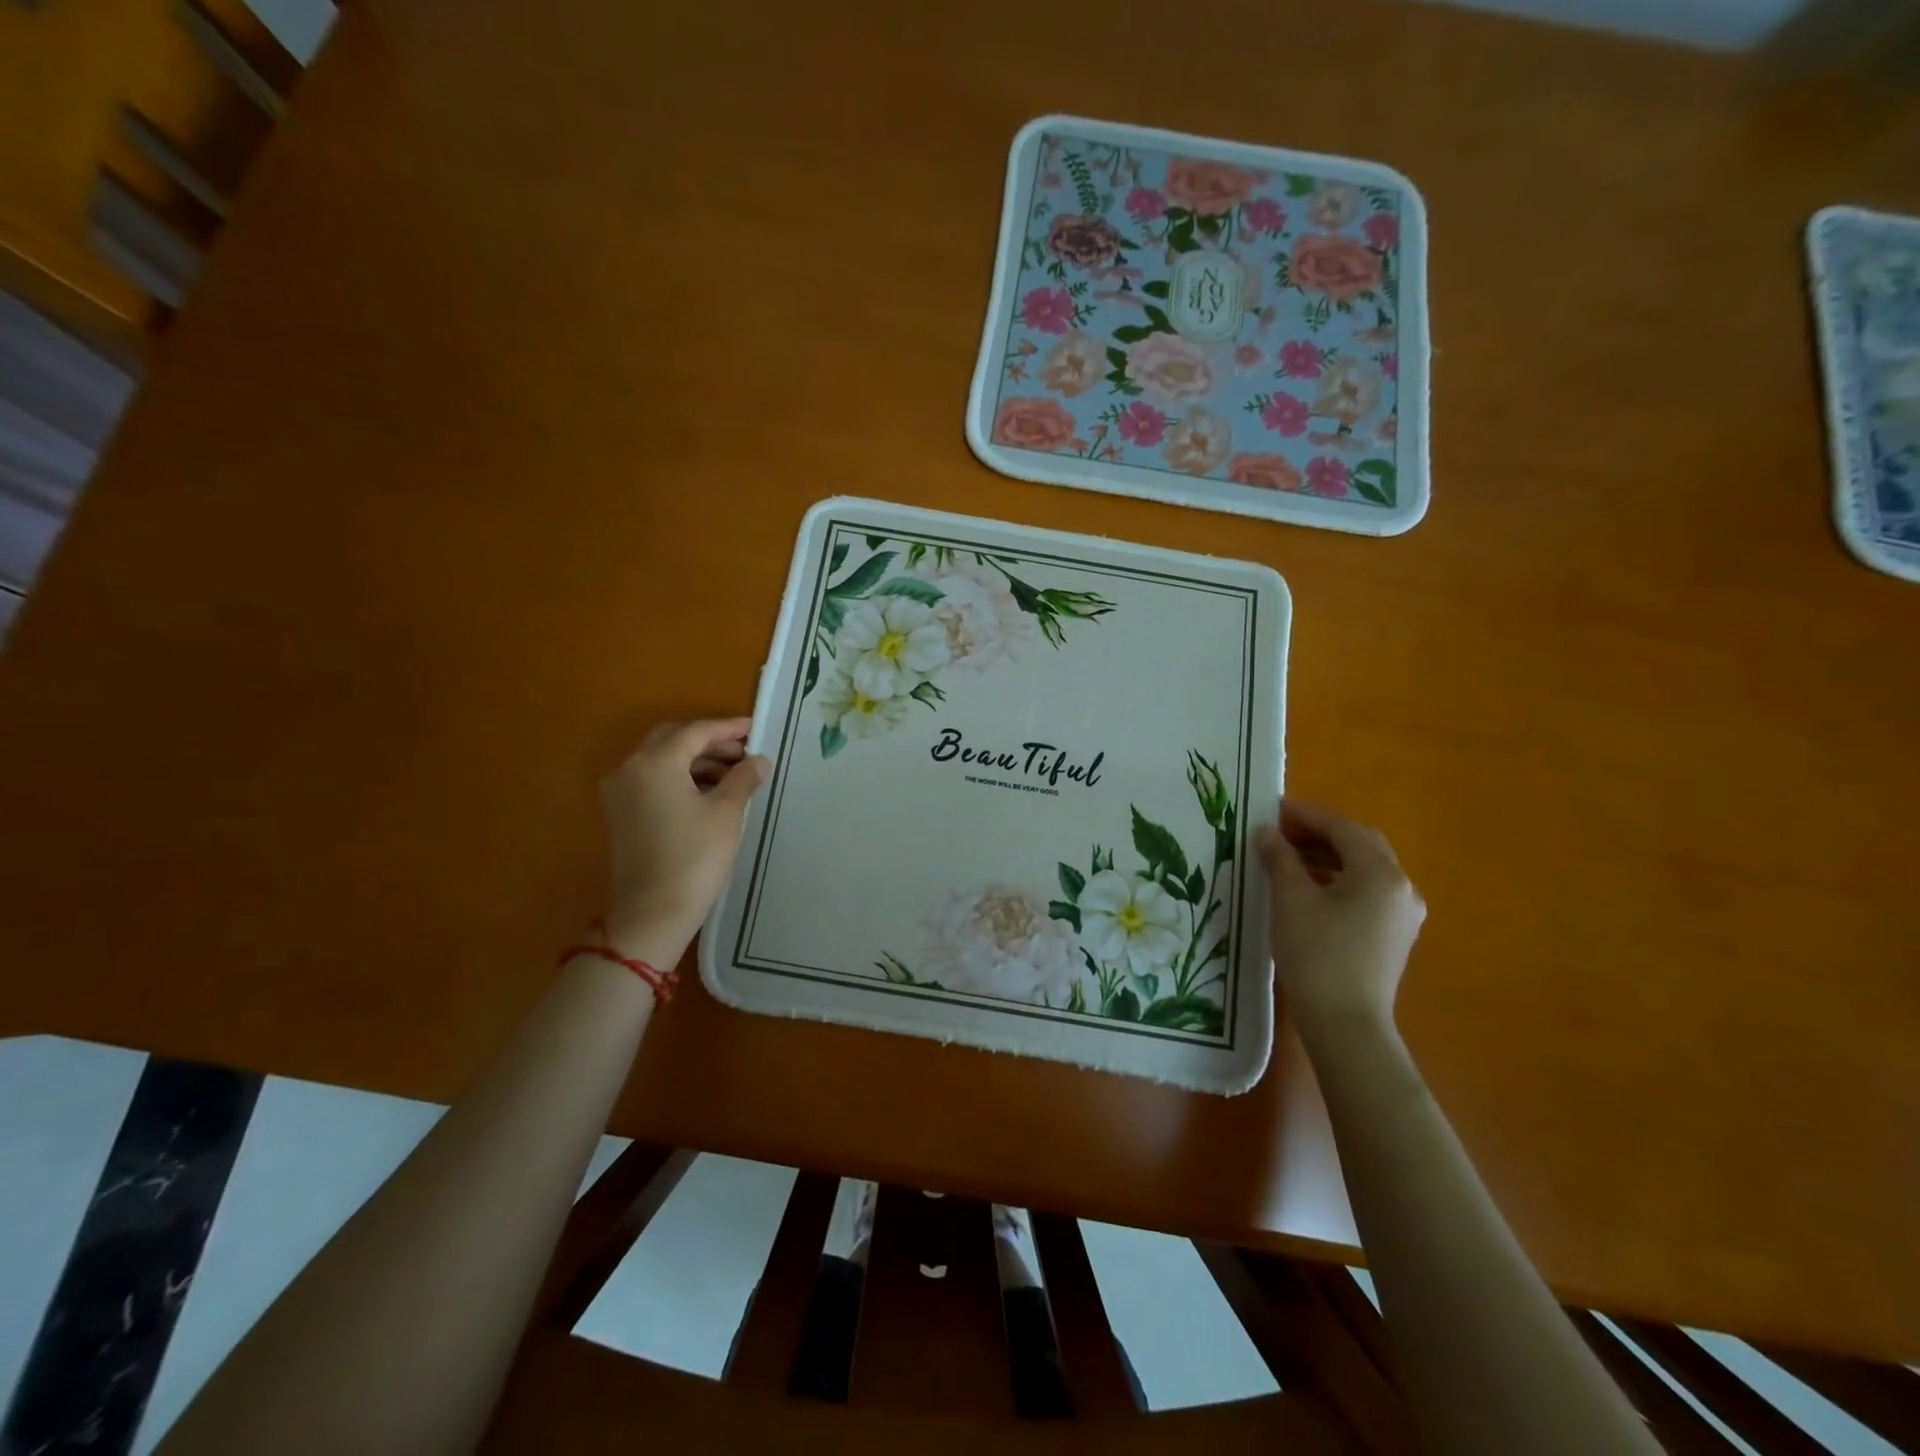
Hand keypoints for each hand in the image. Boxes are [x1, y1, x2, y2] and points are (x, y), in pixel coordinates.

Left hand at [598, 718, 770, 966]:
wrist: (653, 913)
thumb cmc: (694, 857)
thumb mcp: (726, 813)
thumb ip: (743, 778)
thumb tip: (759, 760)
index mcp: (654, 762)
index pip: (696, 732)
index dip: (729, 729)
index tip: (755, 728)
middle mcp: (629, 769)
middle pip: (674, 740)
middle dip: (711, 742)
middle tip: (745, 752)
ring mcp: (620, 792)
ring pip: (662, 760)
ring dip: (697, 761)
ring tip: (735, 775)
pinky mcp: (620, 814)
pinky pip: (653, 780)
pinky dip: (681, 778)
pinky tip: (709, 793)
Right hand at [1256, 800, 1424, 1041]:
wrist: (1346, 1025)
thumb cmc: (1317, 955)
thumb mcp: (1290, 900)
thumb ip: (1280, 858)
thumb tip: (1268, 832)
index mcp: (1381, 873)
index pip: (1343, 828)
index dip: (1306, 815)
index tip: (1273, 809)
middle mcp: (1401, 887)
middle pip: (1360, 844)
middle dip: (1320, 833)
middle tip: (1281, 831)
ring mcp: (1402, 914)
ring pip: (1364, 869)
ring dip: (1328, 856)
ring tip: (1288, 857)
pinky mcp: (1394, 935)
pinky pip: (1367, 891)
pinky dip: (1338, 879)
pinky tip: (1309, 888)